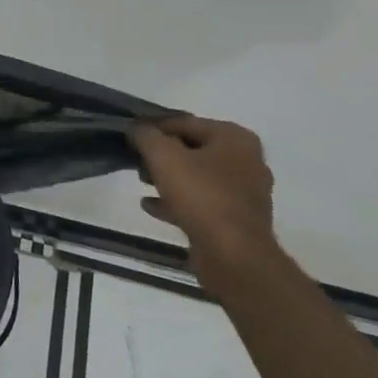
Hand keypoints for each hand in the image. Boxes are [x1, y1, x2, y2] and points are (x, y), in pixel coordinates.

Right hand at [129, 116, 277, 282]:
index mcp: (235, 138)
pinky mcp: (237, 220)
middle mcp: (246, 161)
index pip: (186, 122)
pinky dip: (177, 201)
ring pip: (198, 177)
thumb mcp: (163, 156)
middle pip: (193, 149)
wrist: (234, 255)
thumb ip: (146, 136)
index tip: (131, 137)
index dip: (154, 128)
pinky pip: (202, 203)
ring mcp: (245, 193)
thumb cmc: (201, 195)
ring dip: (168, 178)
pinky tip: (151, 206)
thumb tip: (136, 128)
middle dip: (162, 155)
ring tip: (141, 182)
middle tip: (137, 162)